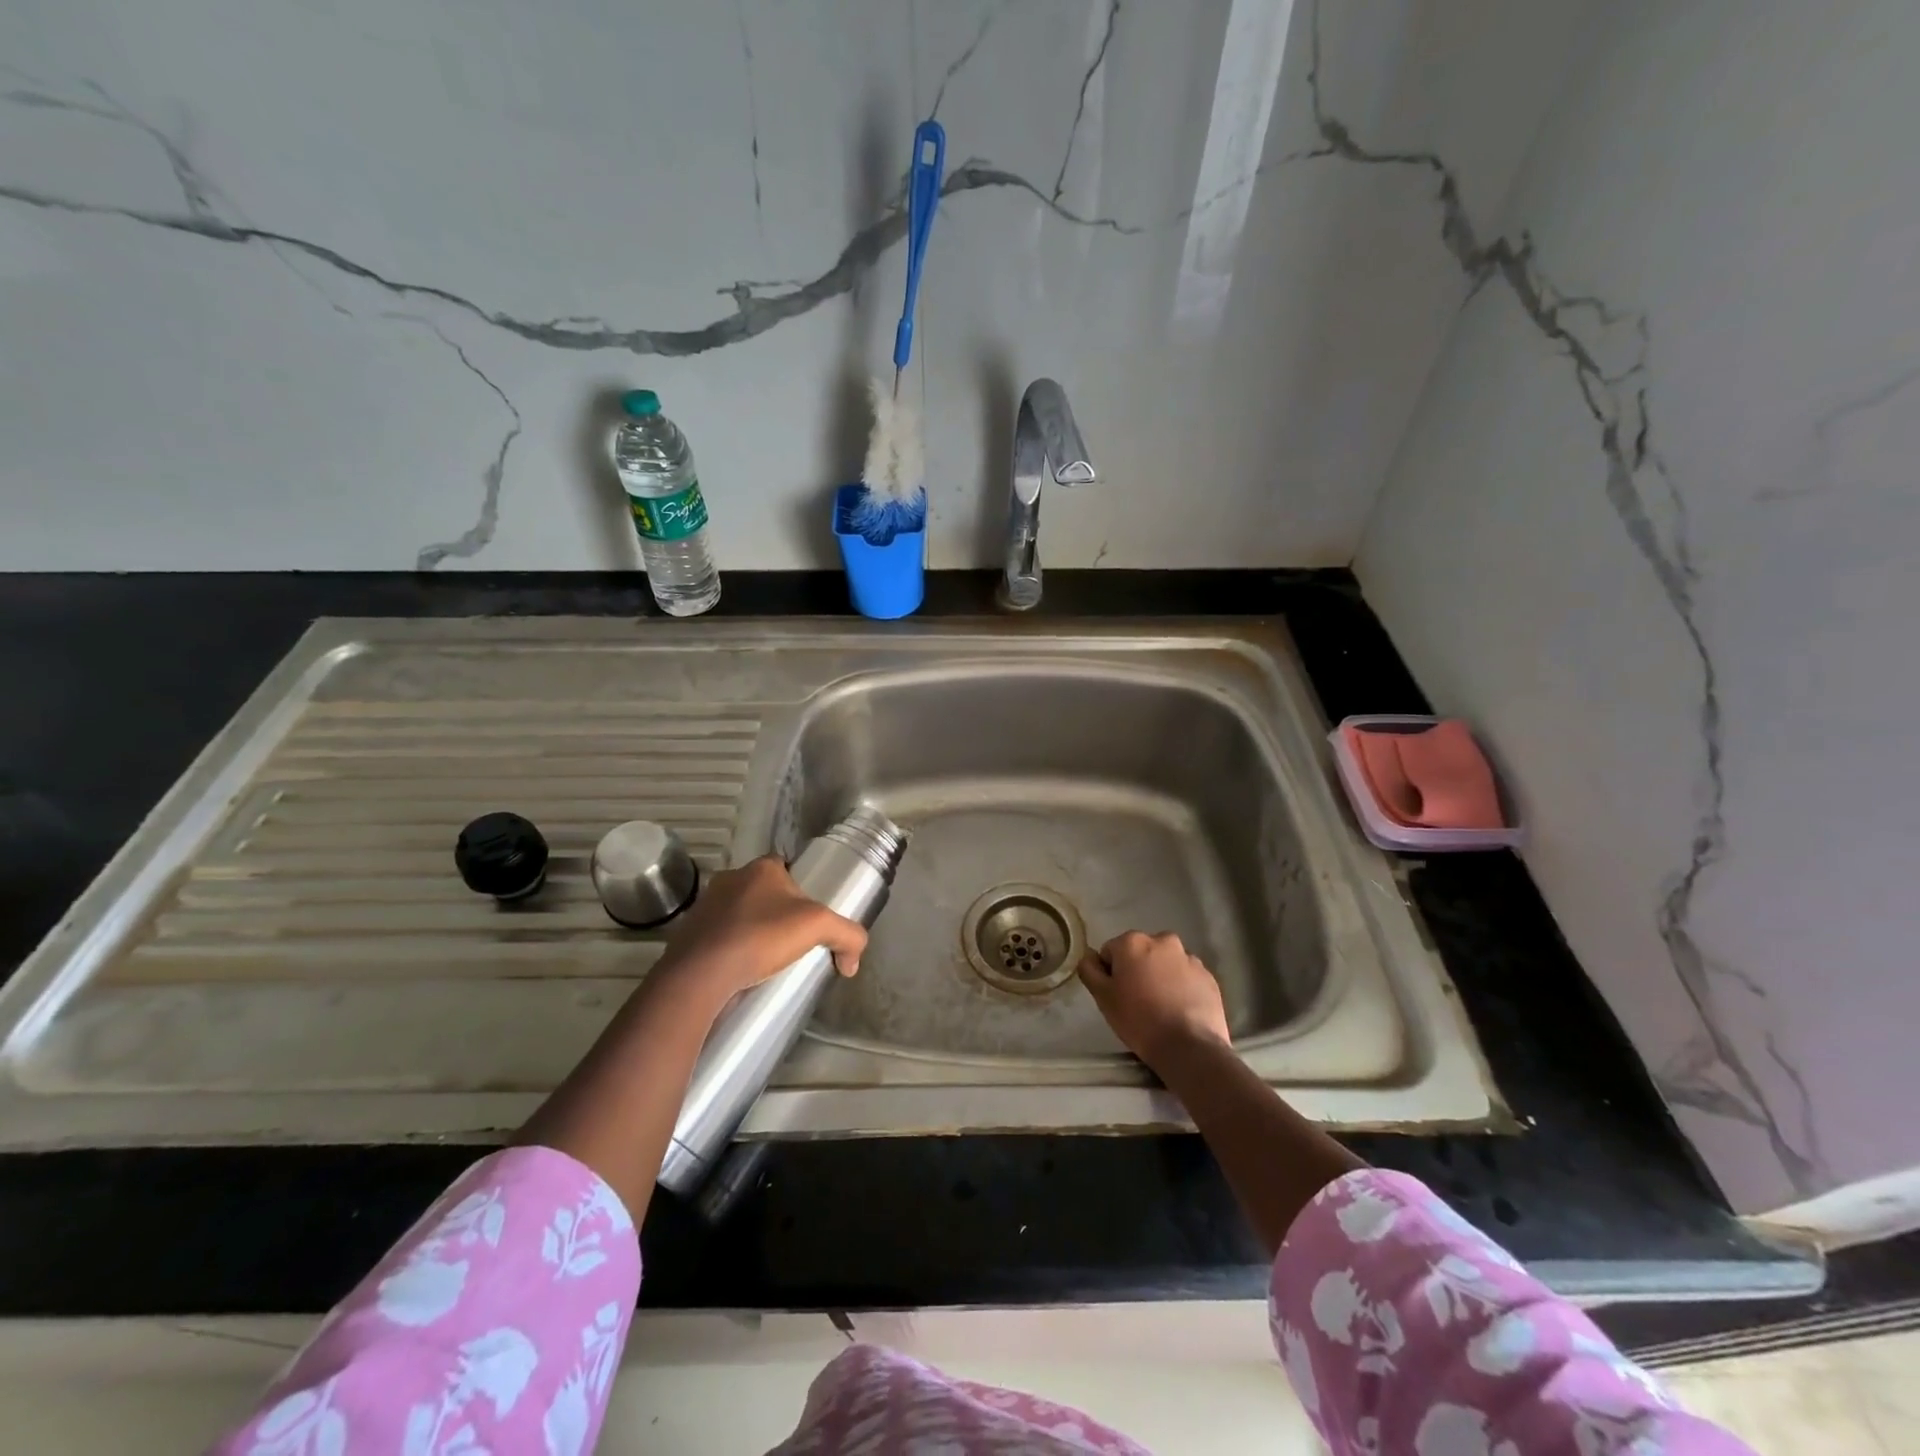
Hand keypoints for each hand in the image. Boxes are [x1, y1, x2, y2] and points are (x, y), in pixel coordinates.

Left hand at [656, 855, 866, 1001]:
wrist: (701, 973)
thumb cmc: (761, 936)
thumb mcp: (818, 928)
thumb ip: (848, 936)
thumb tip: (853, 963)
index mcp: (761, 868)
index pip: (786, 867)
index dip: (801, 889)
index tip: (809, 915)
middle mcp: (730, 878)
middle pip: (763, 891)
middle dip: (777, 913)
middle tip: (793, 940)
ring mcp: (706, 905)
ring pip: (739, 914)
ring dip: (752, 931)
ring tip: (768, 960)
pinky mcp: (690, 933)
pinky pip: (718, 936)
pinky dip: (731, 949)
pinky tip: (742, 971)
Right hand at [1079, 930, 1231, 1069]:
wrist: (1190, 1047)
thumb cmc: (1139, 1020)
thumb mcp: (1103, 998)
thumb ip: (1090, 970)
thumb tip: (1089, 956)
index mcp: (1133, 942)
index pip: (1111, 952)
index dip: (1111, 974)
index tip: (1117, 996)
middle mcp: (1162, 940)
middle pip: (1140, 953)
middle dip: (1137, 970)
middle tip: (1137, 1001)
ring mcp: (1189, 957)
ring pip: (1165, 963)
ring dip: (1160, 976)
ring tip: (1161, 1007)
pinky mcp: (1208, 976)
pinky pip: (1186, 977)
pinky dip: (1181, 987)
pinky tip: (1179, 1010)